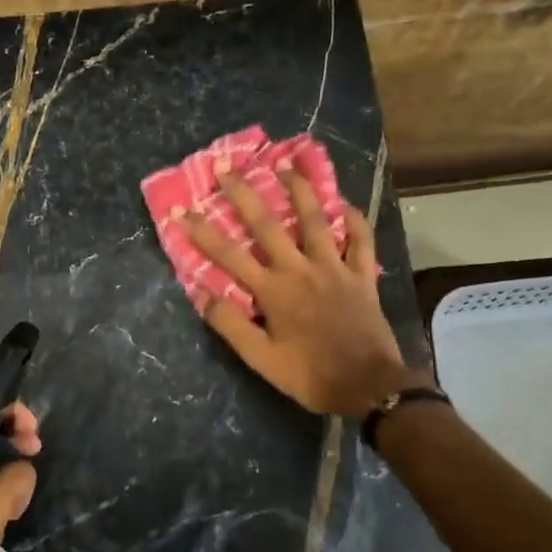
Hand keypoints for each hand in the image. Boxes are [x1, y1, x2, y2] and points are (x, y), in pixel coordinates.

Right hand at [184, 164, 431, 416]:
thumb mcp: (261, 359)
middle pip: (267, 225)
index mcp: (273, 291)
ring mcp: (334, 268)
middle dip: (243, 194)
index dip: (202, 231)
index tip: (181, 210)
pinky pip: (361, 240)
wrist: (370, 387)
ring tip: (285, 164)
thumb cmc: (310, 375)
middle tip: (226, 167)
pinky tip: (344, 202)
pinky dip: (354, 220)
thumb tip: (201, 294)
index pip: (228, 254)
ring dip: (298, 189)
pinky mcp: (362, 276)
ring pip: (315, 220)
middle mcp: (300, 269)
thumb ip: (230, 325)